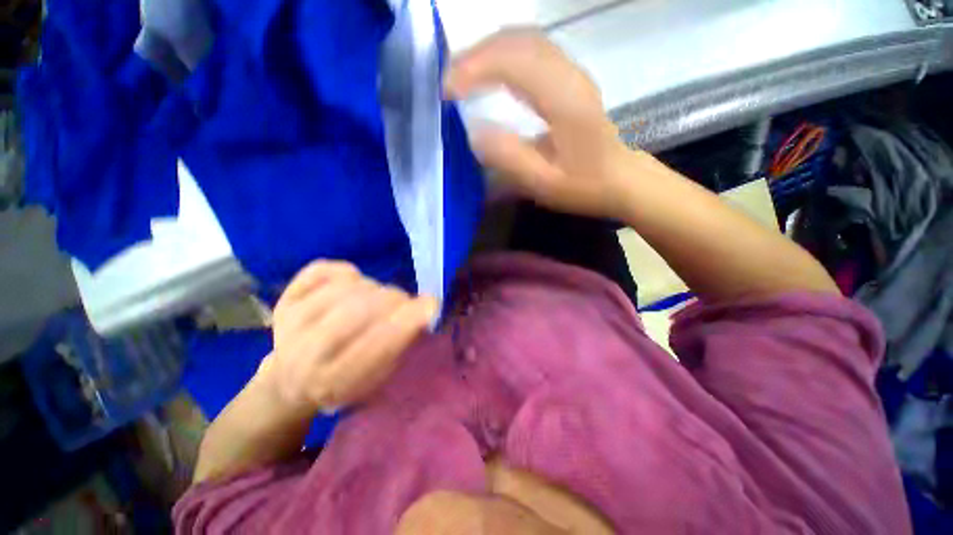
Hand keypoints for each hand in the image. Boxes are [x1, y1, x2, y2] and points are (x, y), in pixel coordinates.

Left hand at [262, 261, 437, 413]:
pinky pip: (320, 270)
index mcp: (332, 382)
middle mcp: (303, 355)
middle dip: (393, 299)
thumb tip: (425, 307)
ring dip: (373, 287)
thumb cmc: (344, 382)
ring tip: (377, 297)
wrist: (290, 382)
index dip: (408, 320)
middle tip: (404, 301)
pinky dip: (346, 271)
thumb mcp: (377, 377)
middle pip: (358, 310)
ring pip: (344, 287)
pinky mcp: (283, 301)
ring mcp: (289, 324)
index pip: (377, 345)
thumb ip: (400, 344)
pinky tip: (354, 283)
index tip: (431, 303)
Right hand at [445, 29, 635, 219]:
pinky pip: (532, 50)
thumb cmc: (585, 186)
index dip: (473, 69)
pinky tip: (490, 73)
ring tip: (462, 76)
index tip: (447, 92)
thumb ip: (509, 157)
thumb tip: (475, 131)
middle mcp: (568, 75)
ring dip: (487, 51)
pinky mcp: (570, 78)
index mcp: (564, 100)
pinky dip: (503, 55)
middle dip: (474, 55)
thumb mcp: (544, 183)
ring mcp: (572, 72)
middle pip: (516, 41)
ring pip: (524, 40)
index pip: (512, 63)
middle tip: (449, 82)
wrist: (622, 179)